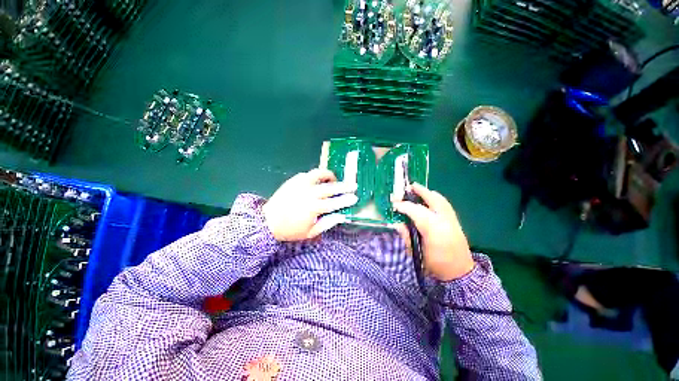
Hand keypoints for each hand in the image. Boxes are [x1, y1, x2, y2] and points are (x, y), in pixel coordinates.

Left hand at [263, 168, 357, 241]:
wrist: (267, 221)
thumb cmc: (290, 230)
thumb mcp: (310, 233)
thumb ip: (327, 223)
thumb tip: (341, 216)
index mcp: (313, 208)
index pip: (334, 203)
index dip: (346, 200)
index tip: (355, 197)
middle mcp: (309, 193)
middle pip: (330, 187)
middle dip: (344, 186)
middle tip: (352, 185)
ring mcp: (300, 184)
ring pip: (319, 174)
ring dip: (329, 176)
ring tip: (334, 179)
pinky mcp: (294, 180)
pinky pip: (308, 174)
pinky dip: (316, 176)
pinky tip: (318, 181)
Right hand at [392, 183, 473, 280]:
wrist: (459, 273)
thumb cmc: (435, 265)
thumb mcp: (416, 253)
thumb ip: (406, 236)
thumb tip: (397, 224)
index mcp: (434, 231)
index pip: (416, 212)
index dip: (404, 206)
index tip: (394, 204)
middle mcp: (445, 221)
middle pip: (431, 200)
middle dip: (418, 192)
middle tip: (407, 187)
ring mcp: (452, 220)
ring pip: (440, 200)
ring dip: (427, 192)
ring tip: (417, 188)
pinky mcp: (456, 221)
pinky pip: (444, 204)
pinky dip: (435, 197)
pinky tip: (429, 197)